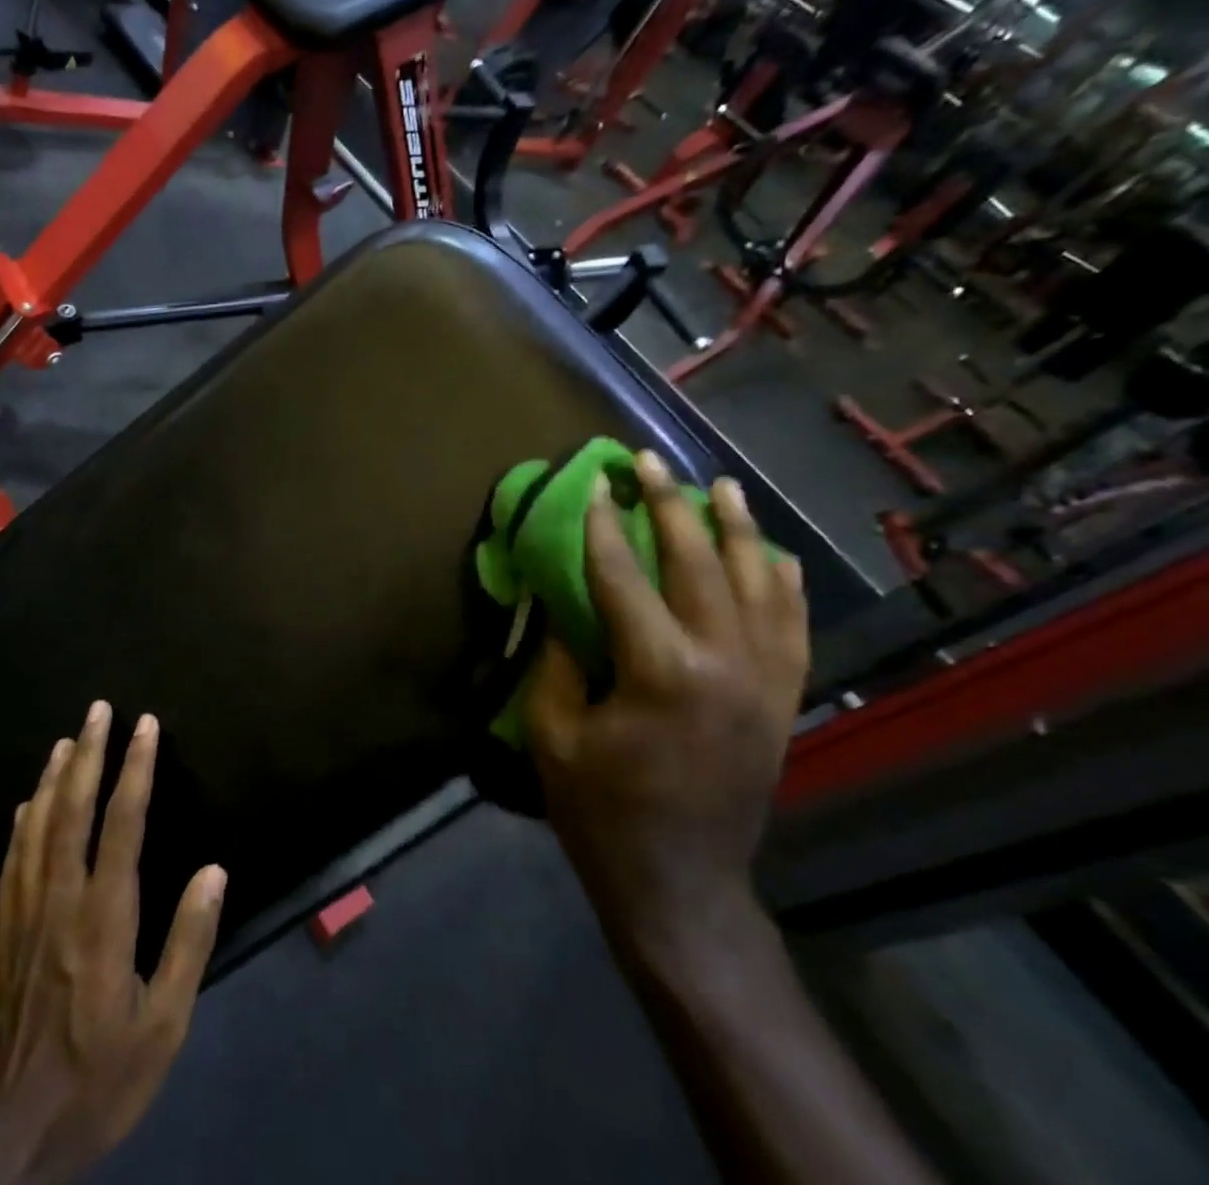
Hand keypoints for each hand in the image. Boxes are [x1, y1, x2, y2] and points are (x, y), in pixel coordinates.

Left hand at [0, 702, 226, 1184]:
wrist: (9, 1131)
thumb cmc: (98, 1077)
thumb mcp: (163, 1026)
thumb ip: (188, 943)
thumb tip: (213, 871)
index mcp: (104, 917)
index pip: (122, 823)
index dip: (136, 769)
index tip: (145, 725)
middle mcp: (62, 900)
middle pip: (73, 809)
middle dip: (90, 753)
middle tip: (98, 709)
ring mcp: (26, 912)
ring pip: (38, 825)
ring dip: (54, 776)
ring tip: (67, 739)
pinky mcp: (3, 932)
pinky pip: (13, 860)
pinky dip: (23, 822)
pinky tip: (27, 802)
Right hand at [524, 449, 808, 948]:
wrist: (680, 885)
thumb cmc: (600, 809)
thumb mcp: (552, 732)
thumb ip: (556, 660)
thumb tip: (559, 604)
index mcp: (659, 670)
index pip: (622, 575)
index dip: (601, 524)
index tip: (592, 482)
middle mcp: (723, 662)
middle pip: (697, 563)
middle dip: (669, 504)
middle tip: (648, 460)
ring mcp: (763, 681)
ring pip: (758, 584)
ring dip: (737, 529)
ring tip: (720, 485)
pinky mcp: (781, 701)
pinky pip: (792, 627)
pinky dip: (784, 583)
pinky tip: (772, 552)